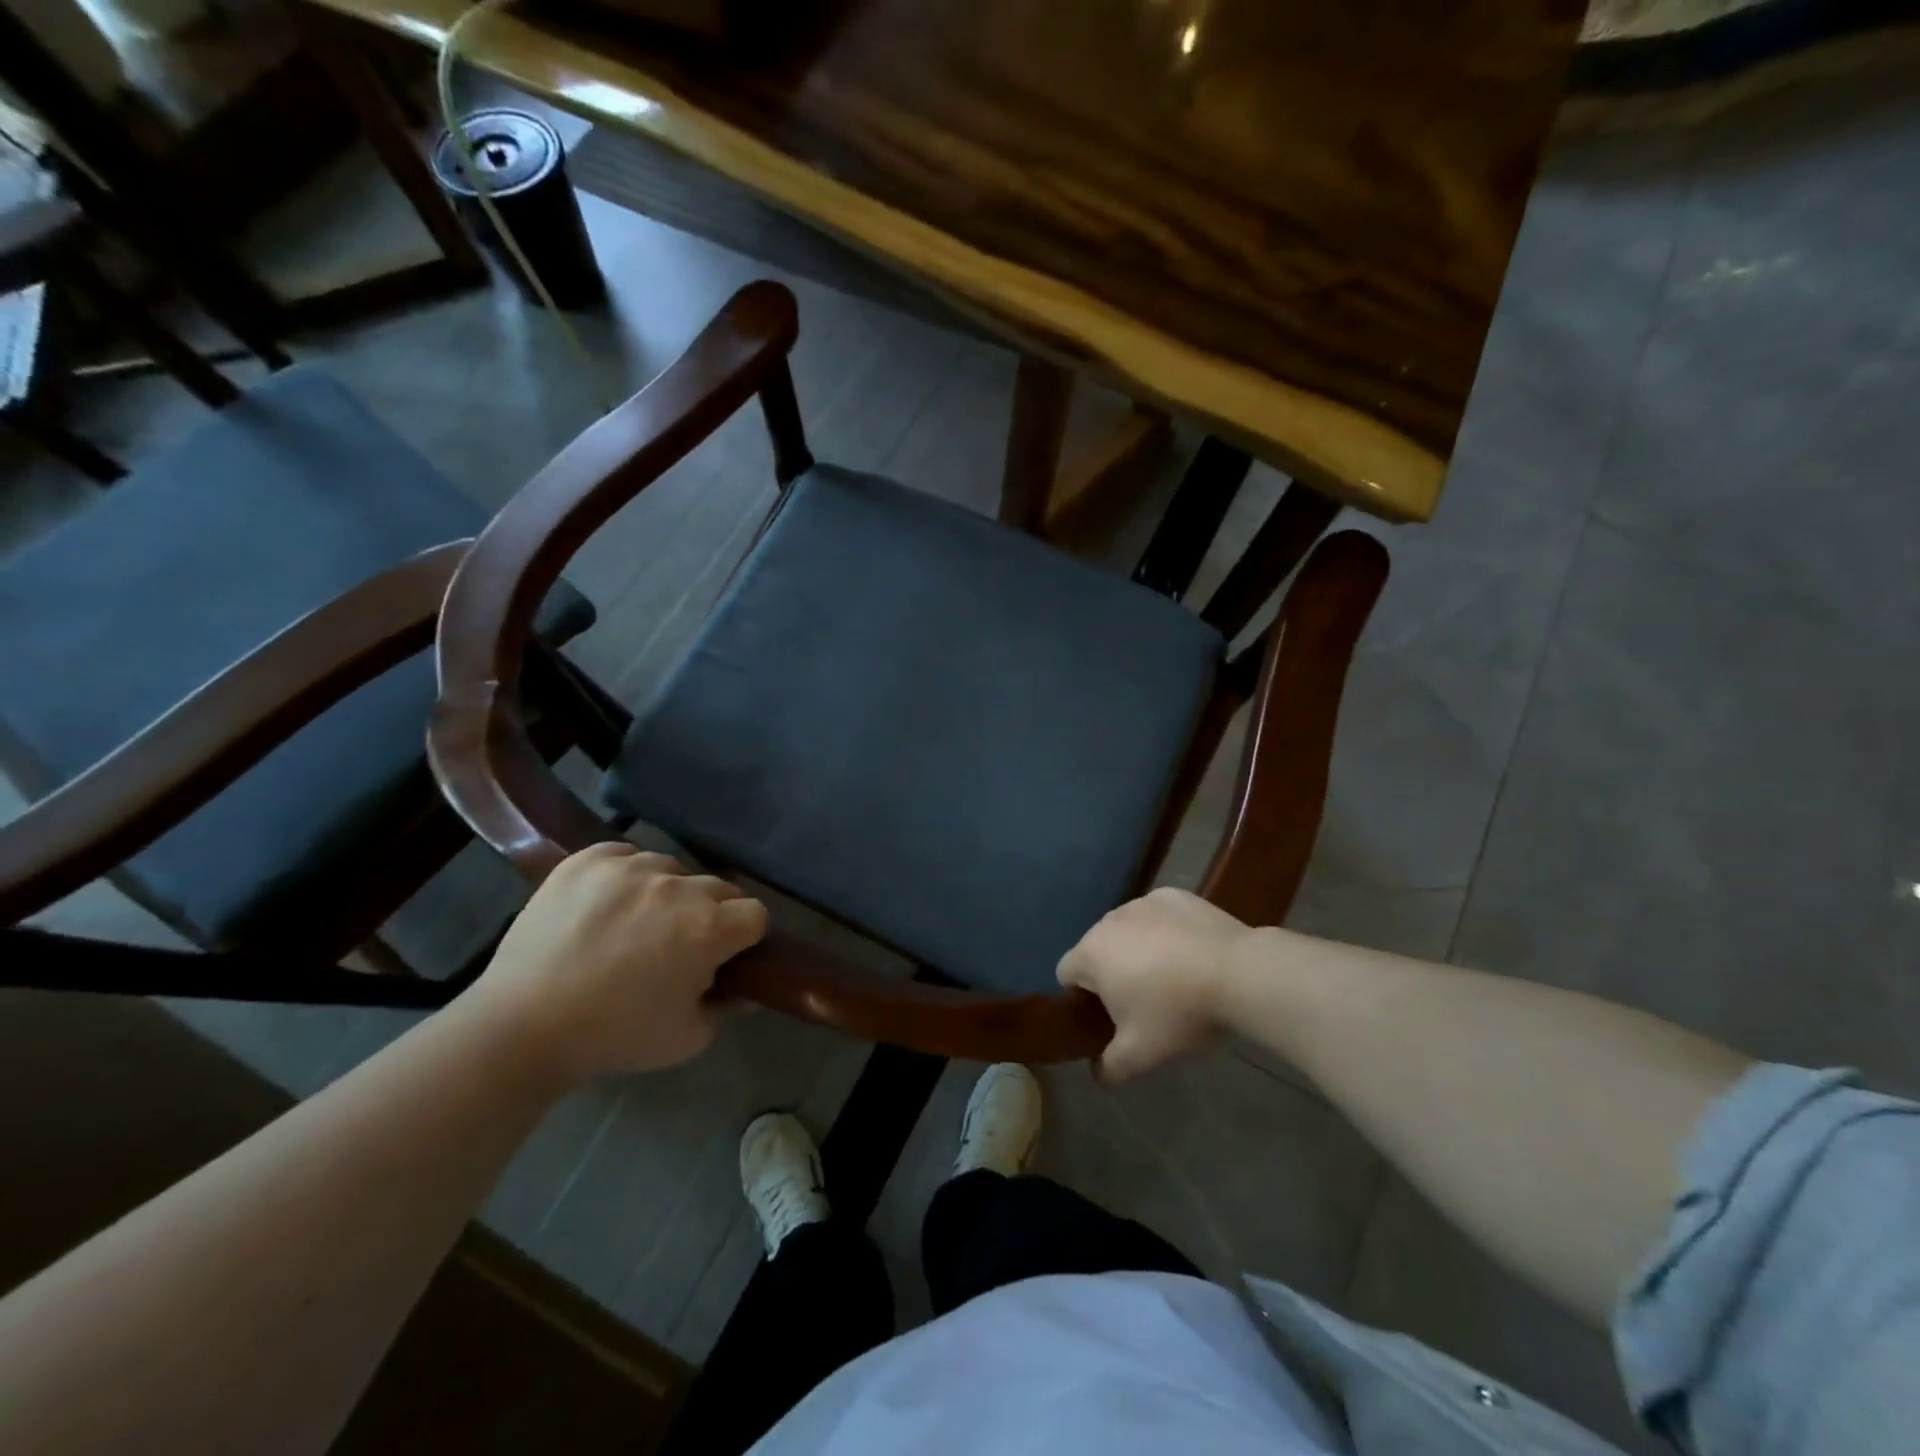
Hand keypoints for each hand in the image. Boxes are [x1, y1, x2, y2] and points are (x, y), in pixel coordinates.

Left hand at [466, 844, 767, 1081]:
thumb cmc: (613, 1036)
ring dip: (668, 893)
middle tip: (678, 945)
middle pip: (718, 887)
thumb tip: (746, 989)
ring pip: (673, 869)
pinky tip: (607, 905)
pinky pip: (628, 855)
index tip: (723, 957)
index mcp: (708, 928)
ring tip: (636, 924)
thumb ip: (727, 1008)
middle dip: (710, 914)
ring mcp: (631, 866)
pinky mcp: (589, 859)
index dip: (744, 938)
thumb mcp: (686, 1038)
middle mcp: (678, 887)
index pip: (755, 914)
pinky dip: (627, 875)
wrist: (520, 1026)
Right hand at [1057, 887, 1254, 1081]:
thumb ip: (1109, 1069)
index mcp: (1091, 954)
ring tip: (1175, 978)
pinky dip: (1166, 932)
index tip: (1111, 1018)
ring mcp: (1143, 902)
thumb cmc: (1179, 1013)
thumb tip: (1098, 1073)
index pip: (1066, 974)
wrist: (1240, 974)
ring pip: (1128, 931)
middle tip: (1145, 1005)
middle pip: (1098, 950)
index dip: (1082, 1000)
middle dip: (1113, 974)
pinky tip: (1193, 954)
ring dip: (1138, 950)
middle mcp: (1109, 920)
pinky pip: (1158, 917)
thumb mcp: (1140, 1056)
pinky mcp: (1174, 896)